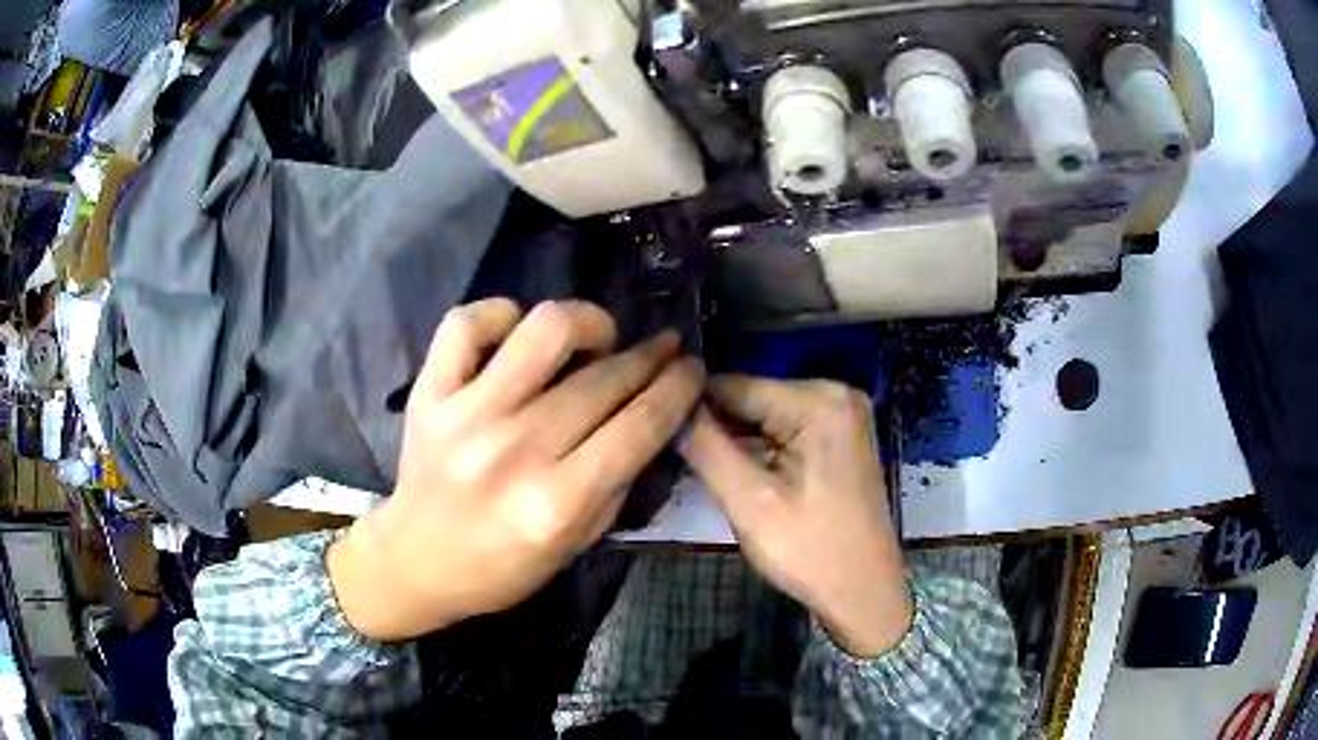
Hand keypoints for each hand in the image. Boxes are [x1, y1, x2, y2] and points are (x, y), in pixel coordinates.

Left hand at [328, 299, 703, 641]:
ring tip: (598, 336)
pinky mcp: (430, 392)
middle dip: (650, 356)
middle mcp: (516, 450)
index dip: (678, 387)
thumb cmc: (503, 564)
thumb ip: (618, 482)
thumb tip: (652, 417)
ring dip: (587, 321)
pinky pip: (468, 322)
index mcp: (558, 502)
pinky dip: (500, 314)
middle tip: (663, 348)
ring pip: (544, 329)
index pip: (640, 425)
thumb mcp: (577, 543)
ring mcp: (467, 414)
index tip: (691, 366)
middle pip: (603, 379)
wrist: (418, 560)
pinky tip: (518, 332)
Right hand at [679, 376, 912, 656]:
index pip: (734, 384)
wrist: (864, 594)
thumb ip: (705, 447)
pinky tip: (731, 468)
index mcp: (819, 401)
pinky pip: (784, 430)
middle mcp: (835, 394)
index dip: (689, 405)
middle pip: (751, 397)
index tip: (653, 428)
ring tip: (692, 462)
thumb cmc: (810, 552)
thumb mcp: (749, 502)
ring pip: (764, 415)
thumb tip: (668, 407)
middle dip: (713, 424)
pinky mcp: (839, 438)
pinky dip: (756, 448)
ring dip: (732, 438)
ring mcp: (842, 415)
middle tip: (671, 453)